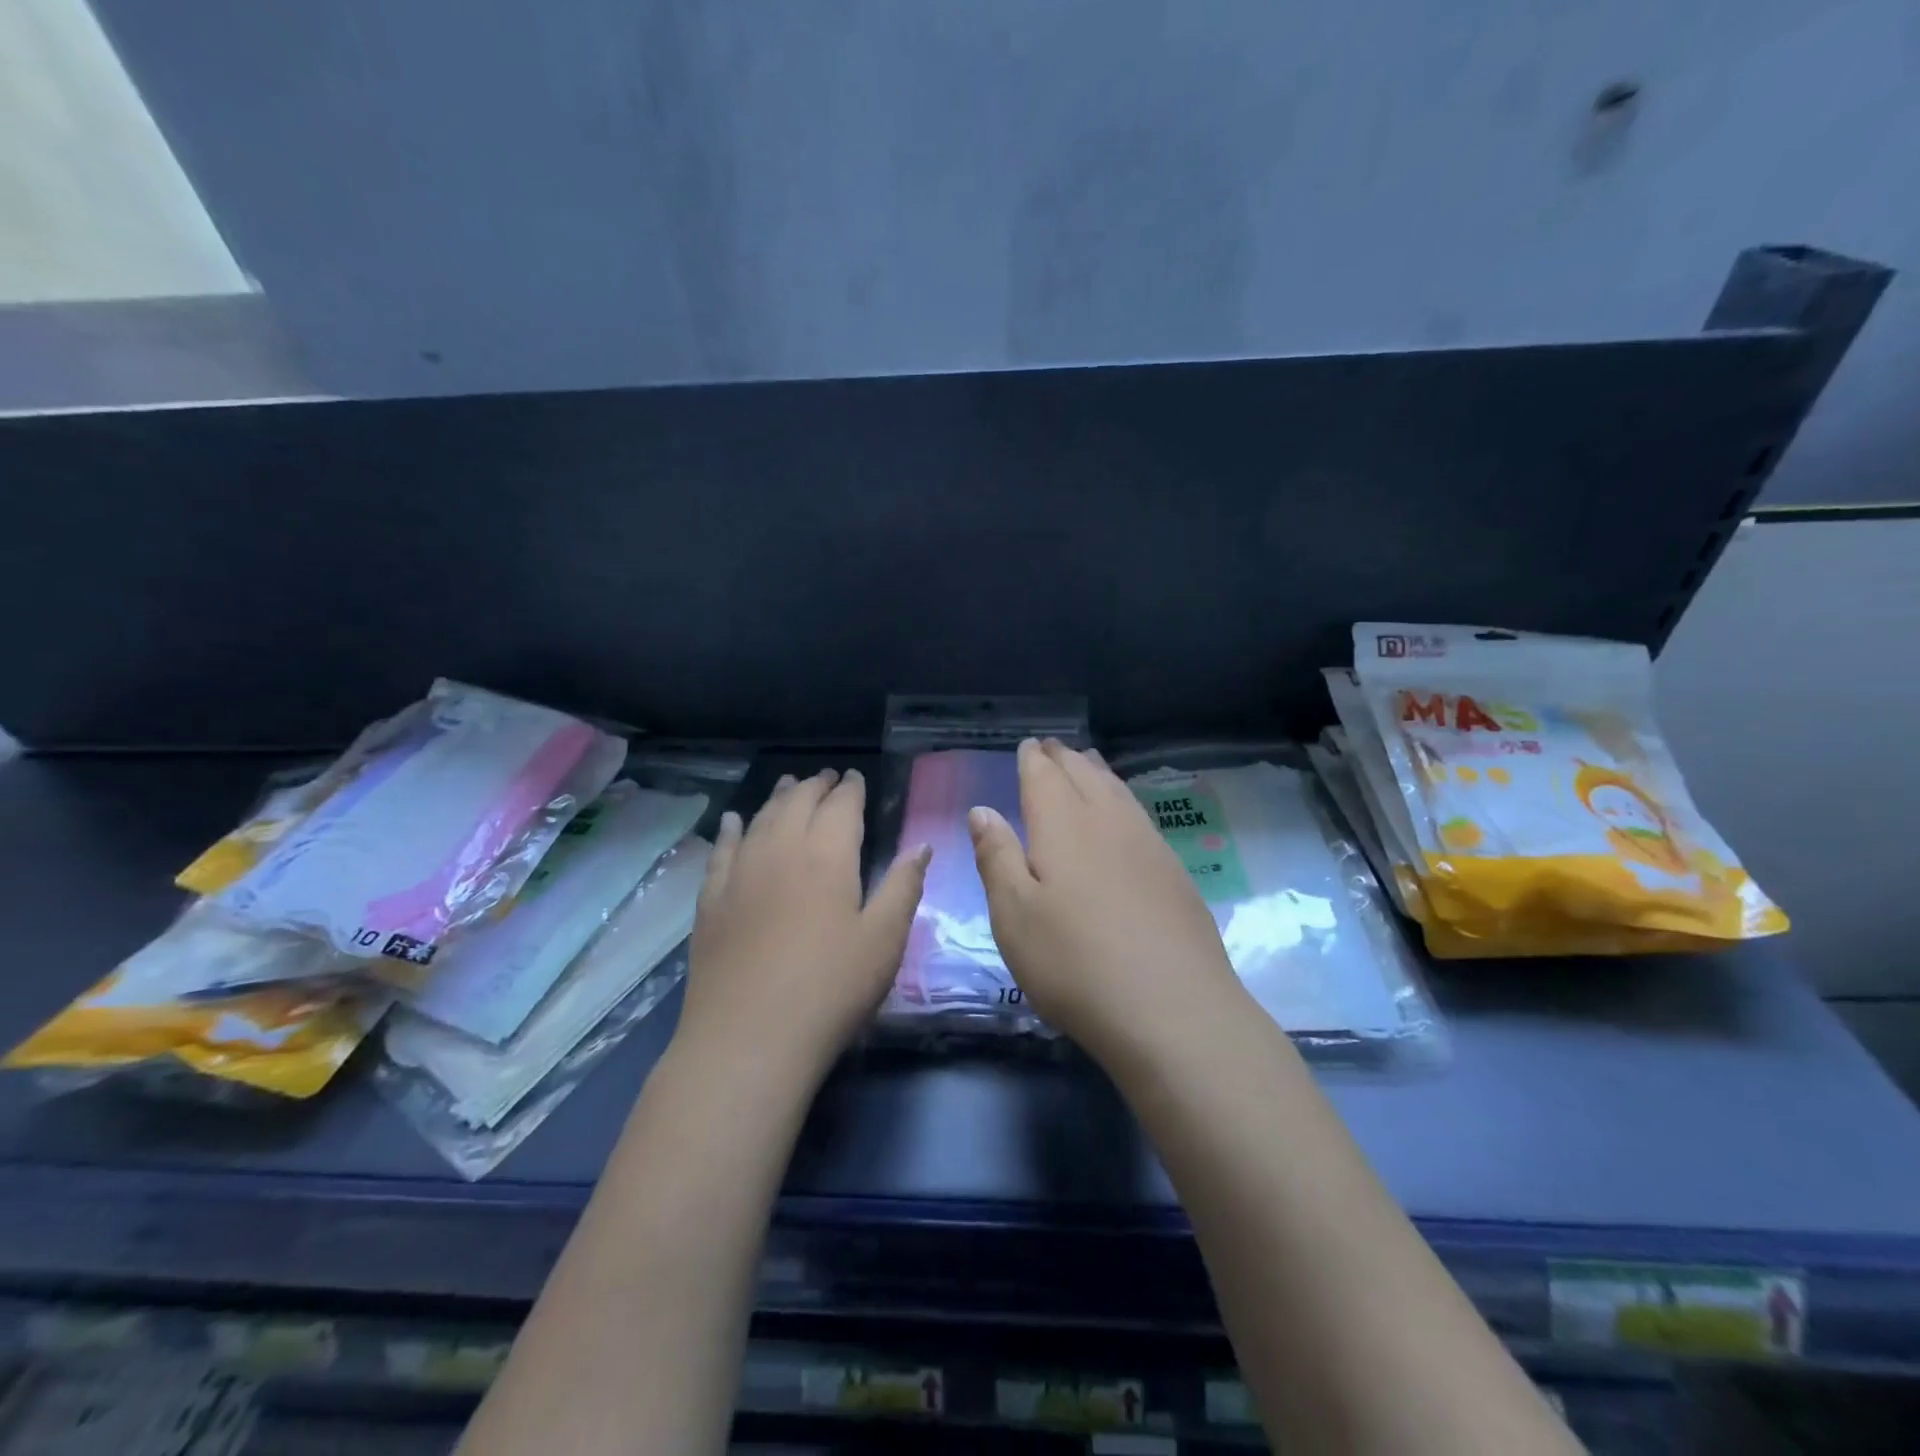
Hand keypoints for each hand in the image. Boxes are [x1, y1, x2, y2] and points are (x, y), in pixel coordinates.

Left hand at [677, 768, 929, 1083]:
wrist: (749, 1038)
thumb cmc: (831, 988)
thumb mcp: (884, 939)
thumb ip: (903, 886)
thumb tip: (921, 845)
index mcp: (828, 855)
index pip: (841, 806)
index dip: (850, 788)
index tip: (855, 777)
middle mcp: (781, 849)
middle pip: (798, 803)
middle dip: (815, 786)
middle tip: (827, 777)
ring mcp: (740, 873)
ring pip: (760, 818)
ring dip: (778, 798)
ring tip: (789, 785)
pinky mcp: (711, 900)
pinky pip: (722, 850)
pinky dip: (732, 829)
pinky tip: (734, 821)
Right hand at [968, 739, 1246, 1071]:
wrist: (1173, 1009)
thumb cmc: (1075, 962)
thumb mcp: (1014, 914)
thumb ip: (996, 857)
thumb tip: (982, 810)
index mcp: (1063, 824)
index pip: (1044, 777)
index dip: (1034, 760)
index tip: (1029, 746)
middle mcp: (1108, 822)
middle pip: (1085, 775)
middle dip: (1065, 759)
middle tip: (1053, 747)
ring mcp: (1148, 845)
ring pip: (1118, 792)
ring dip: (1098, 772)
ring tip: (1087, 762)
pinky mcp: (1175, 873)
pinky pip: (1140, 816)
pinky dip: (1124, 800)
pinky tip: (1125, 815)